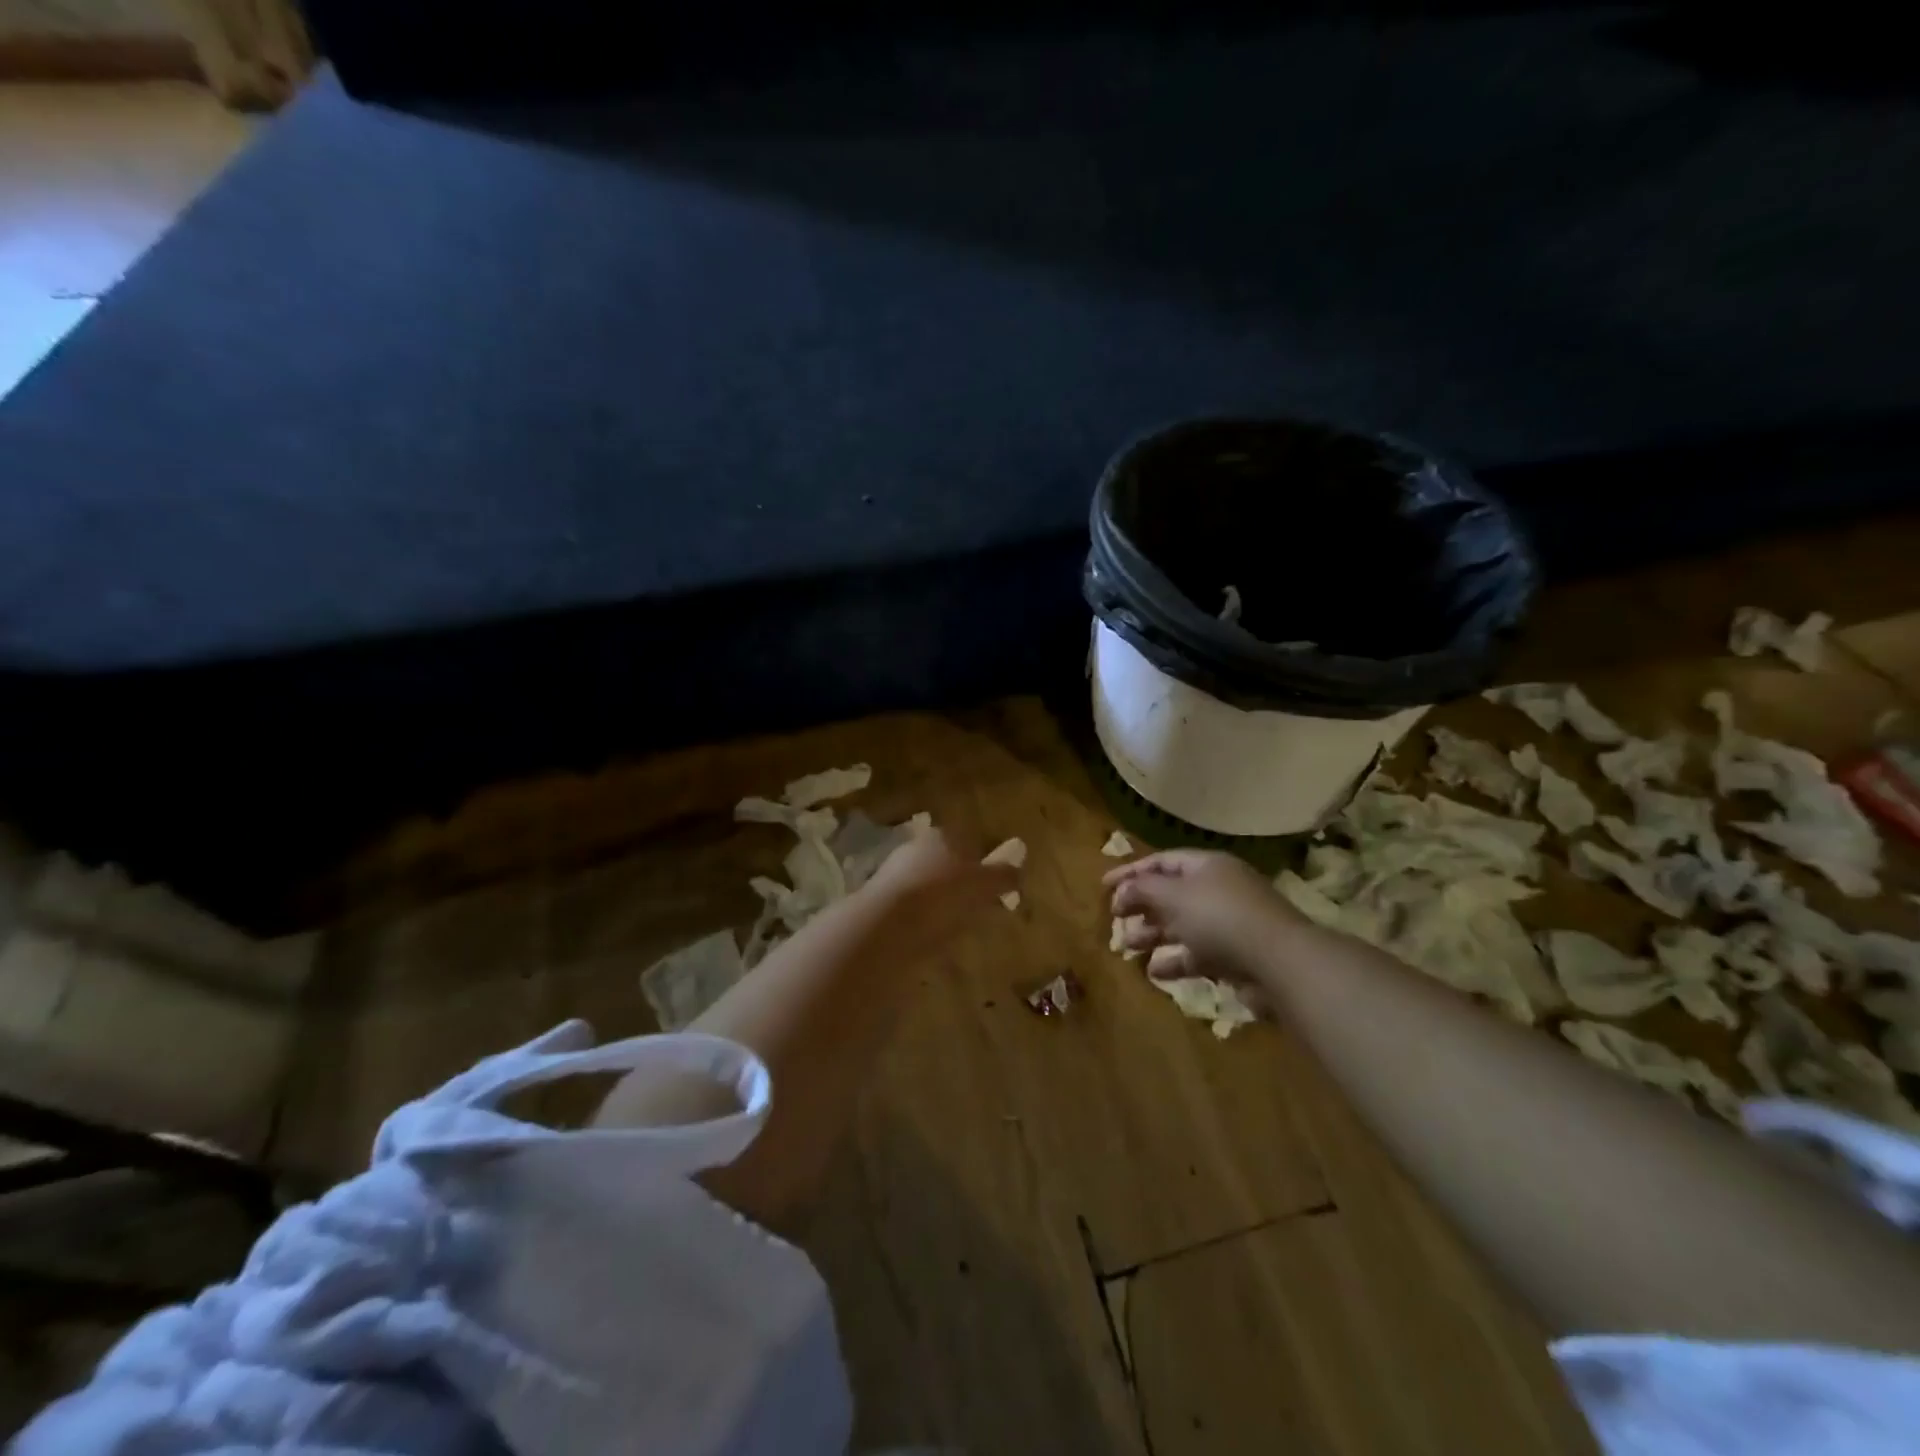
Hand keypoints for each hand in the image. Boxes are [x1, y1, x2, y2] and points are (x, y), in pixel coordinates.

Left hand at [860, 827, 1016, 951]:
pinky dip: (923, 920)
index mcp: (943, 836)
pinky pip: (912, 908)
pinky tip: (930, 938)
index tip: (996, 888)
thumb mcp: (984, 885)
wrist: (886, 925)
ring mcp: (894, 873)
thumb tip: (1018, 871)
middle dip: (962, 884)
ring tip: (956, 929)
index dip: (985, 864)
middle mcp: (917, 848)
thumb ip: (1004, 876)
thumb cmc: (942, 895)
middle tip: (979, 910)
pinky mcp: (880, 901)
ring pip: (928, 886)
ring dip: (941, 903)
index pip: (970, 842)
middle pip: (948, 864)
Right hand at [1104, 849, 1300, 985]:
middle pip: (1171, 894)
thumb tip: (1122, 890)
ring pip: (1182, 925)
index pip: (1161, 861)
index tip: (1103, 887)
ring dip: (1153, 935)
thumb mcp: (1173, 896)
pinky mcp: (1237, 955)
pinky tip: (1156, 972)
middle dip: (1141, 907)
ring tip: (1128, 949)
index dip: (1131, 872)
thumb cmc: (1219, 917)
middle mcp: (1219, 889)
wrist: (1279, 961)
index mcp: (1206, 866)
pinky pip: (1198, 954)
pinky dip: (1176, 961)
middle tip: (1116, 920)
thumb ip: (1142, 889)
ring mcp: (1230, 923)